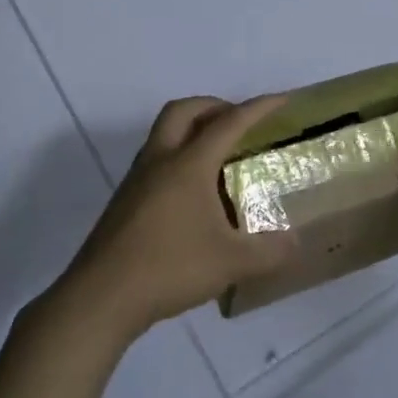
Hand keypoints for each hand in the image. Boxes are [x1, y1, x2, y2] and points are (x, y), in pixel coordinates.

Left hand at [50, 95, 298, 344]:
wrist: (102, 297)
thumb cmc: (170, 267)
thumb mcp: (231, 263)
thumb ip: (269, 251)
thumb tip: (295, 243)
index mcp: (188, 165)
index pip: (229, 122)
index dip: (258, 108)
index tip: (282, 99)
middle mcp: (160, 161)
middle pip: (184, 111)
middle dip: (214, 106)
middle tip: (238, 121)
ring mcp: (137, 180)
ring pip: (163, 133)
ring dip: (191, 130)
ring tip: (219, 156)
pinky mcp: (124, 201)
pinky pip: (155, 160)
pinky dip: (178, 157)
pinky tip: (193, 194)